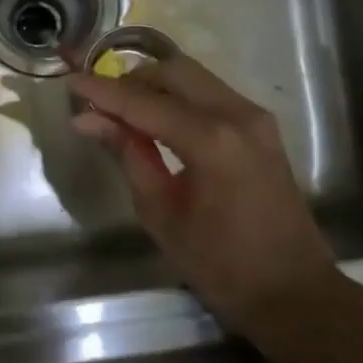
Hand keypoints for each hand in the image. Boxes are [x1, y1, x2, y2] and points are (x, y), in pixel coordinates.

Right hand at [67, 54, 341, 339]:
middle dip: (131, 80)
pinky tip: (157, 118)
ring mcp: (255, 117)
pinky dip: (179, 96)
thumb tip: (87, 120)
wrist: (293, 290)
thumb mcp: (161, 211)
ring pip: (194, 77)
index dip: (102, 91)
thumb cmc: (220, 264)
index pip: (143, 102)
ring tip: (121, 109)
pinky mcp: (262, 127)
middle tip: (98, 101)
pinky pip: (211, 93)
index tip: (69, 81)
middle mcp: (237, 114)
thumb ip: (128, 154)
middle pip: (173, 72)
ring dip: (155, 84)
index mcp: (210, 139)